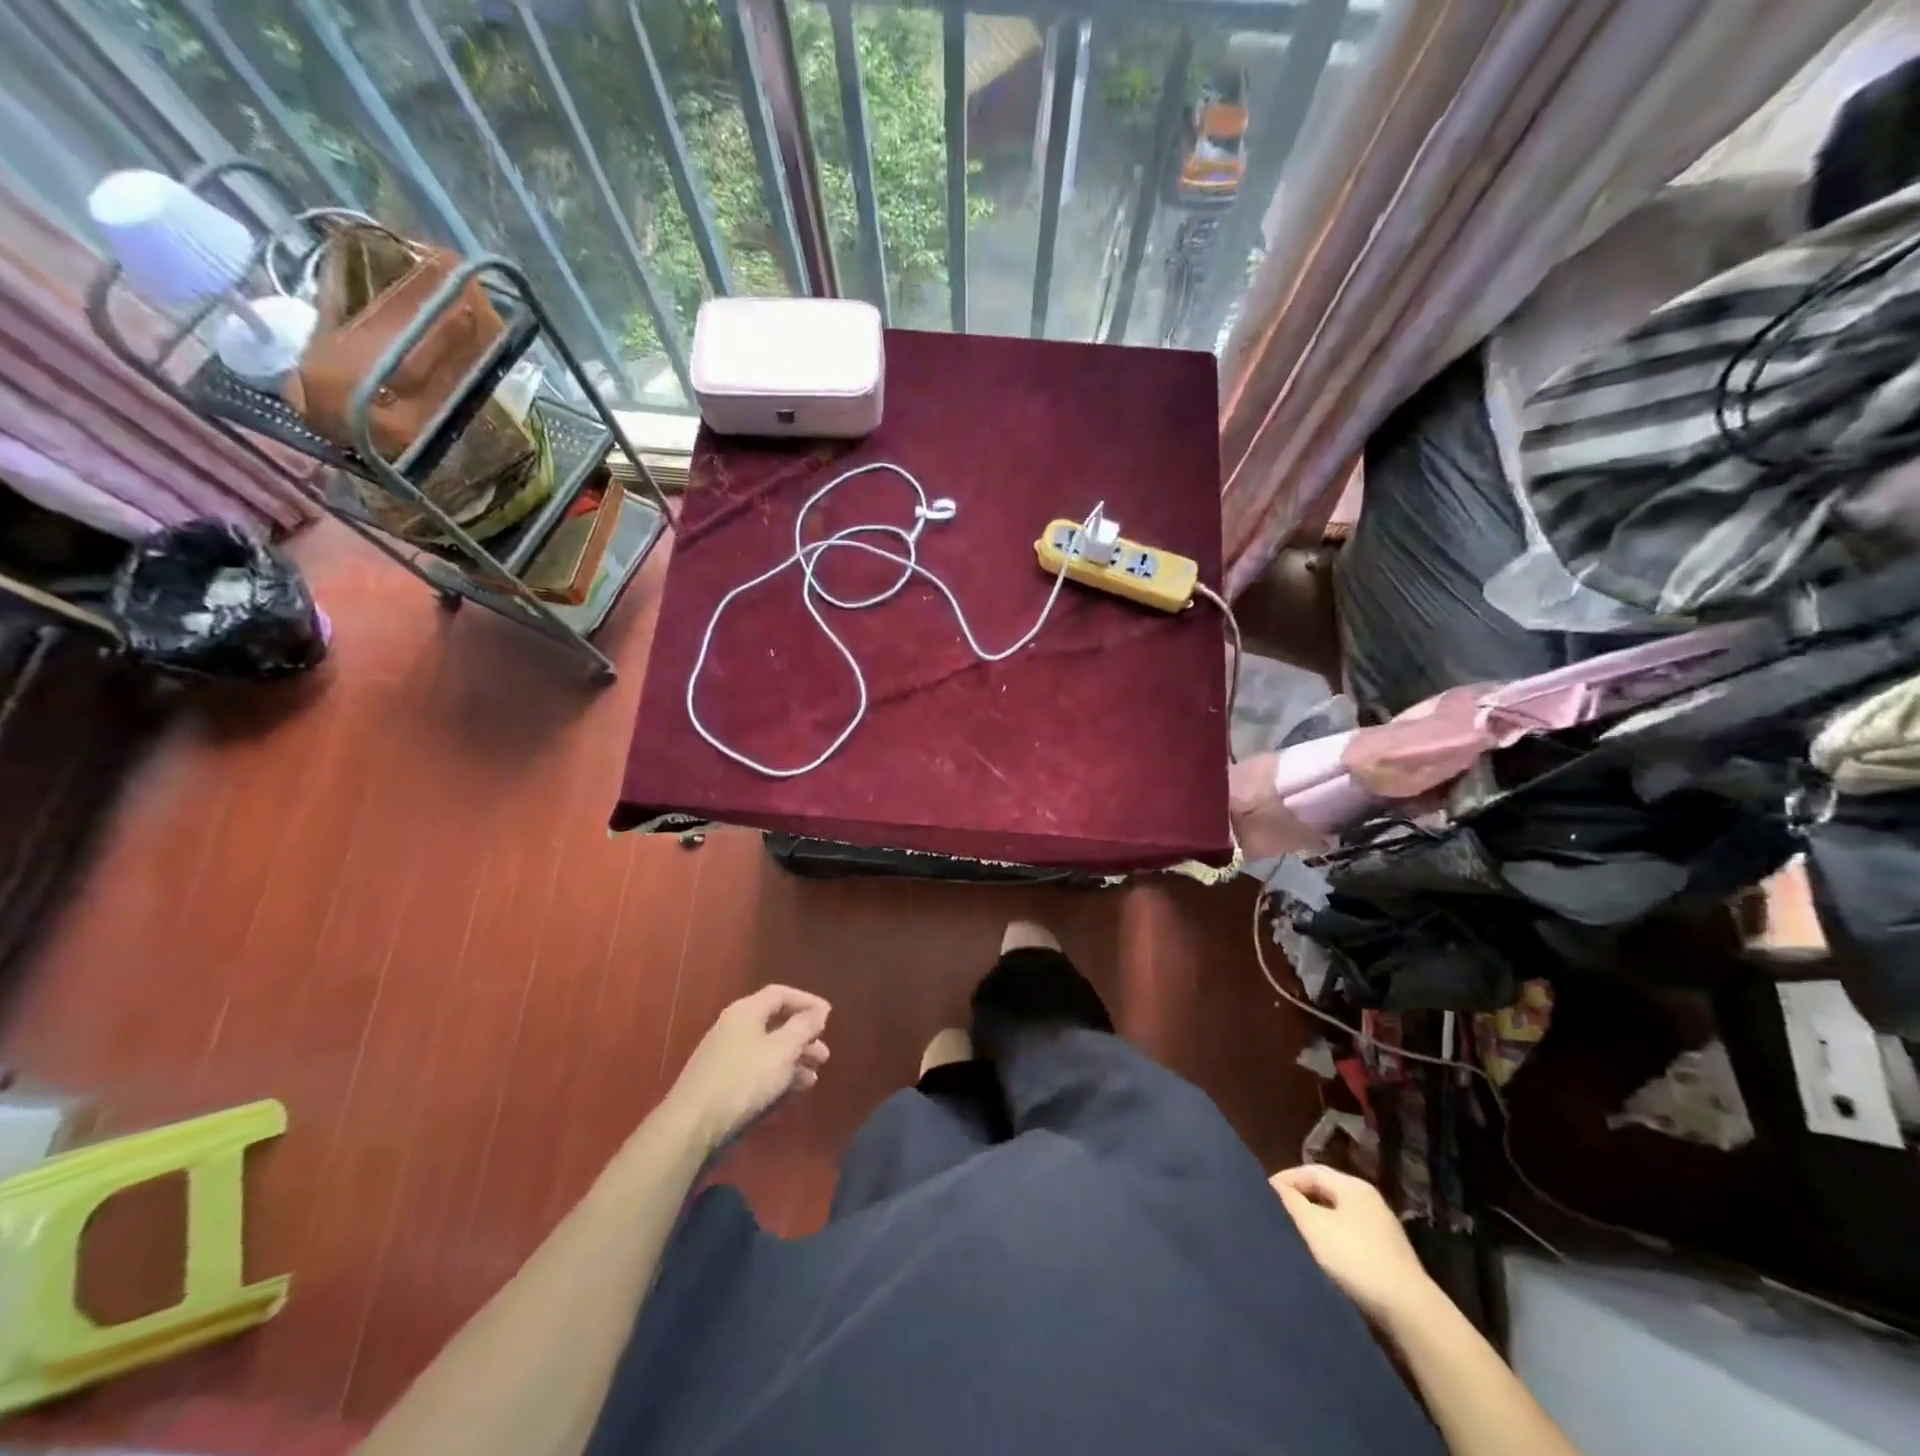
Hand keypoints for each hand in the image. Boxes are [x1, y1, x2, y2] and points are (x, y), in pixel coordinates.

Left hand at [665, 985, 830, 1150]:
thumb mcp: (782, 1051)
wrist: (693, 1125)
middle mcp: (734, 1027)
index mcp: (746, 1011)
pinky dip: (777, 1075)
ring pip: (768, 1050)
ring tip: (813, 1078)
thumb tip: (819, 1010)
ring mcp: (726, 1055)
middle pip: (776, 1023)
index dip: (807, 1002)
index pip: (781, 994)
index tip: (828, 1017)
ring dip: (794, 1060)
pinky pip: (757, 1069)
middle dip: (803, 1037)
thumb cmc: (743, 1080)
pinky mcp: (722, 1081)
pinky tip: (792, 1091)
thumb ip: (803, 1027)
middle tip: (824, 1055)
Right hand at [1271, 1164, 1437, 1330]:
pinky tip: (1323, 1256)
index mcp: (1353, 1186)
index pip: (1310, 1170)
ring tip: (1295, 1235)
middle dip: (1300, 1199)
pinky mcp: (1389, 1256)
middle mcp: (1369, 1200)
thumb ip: (1291, 1202)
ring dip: (1316, 1221)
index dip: (1285, 1179)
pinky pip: (1351, 1236)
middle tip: (1277, 1213)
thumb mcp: (1314, 1226)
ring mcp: (1382, 1229)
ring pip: (1338, 1215)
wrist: (1411, 1313)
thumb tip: (1276, 1187)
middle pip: (1326, 1191)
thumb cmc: (1356, 1259)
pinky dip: (1332, 1239)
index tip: (1264, 1195)